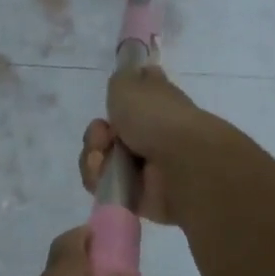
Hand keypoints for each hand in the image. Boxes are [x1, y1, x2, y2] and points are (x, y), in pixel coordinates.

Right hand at [78, 63, 209, 225]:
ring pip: (101, 161)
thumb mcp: (128, 83)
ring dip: (94, 157)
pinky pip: (104, 187)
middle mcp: (151, 134)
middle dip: (96, 135)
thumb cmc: (156, 116)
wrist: (180, 162)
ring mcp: (144, 167)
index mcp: (156, 104)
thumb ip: (120, 80)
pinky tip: (106, 176)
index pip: (132, 100)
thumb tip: (126, 80)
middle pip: (107, 135)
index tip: (111, 106)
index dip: (116, 102)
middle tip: (103, 136)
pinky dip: (99, 180)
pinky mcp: (136, 195)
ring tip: (102, 158)